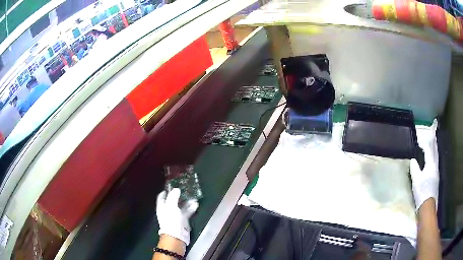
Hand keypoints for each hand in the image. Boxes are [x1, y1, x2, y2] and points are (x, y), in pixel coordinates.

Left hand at [156, 188, 198, 245]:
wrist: (177, 235)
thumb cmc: (171, 220)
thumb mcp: (171, 206)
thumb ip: (173, 196)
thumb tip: (176, 189)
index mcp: (162, 207)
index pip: (162, 197)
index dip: (165, 191)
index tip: (171, 186)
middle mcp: (168, 211)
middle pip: (172, 201)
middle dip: (178, 196)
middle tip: (184, 190)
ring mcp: (175, 216)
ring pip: (181, 207)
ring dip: (186, 202)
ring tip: (193, 197)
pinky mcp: (183, 221)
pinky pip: (187, 212)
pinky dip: (191, 208)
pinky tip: (195, 204)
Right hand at [410, 148, 438, 210]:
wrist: (427, 205)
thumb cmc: (422, 191)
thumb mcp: (416, 180)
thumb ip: (414, 168)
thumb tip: (413, 160)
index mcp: (431, 164)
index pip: (428, 151)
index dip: (423, 145)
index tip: (419, 142)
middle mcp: (435, 166)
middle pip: (433, 153)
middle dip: (430, 147)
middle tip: (426, 142)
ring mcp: (436, 173)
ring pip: (435, 159)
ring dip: (432, 153)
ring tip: (429, 150)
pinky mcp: (436, 179)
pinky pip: (434, 164)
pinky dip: (432, 160)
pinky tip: (430, 163)